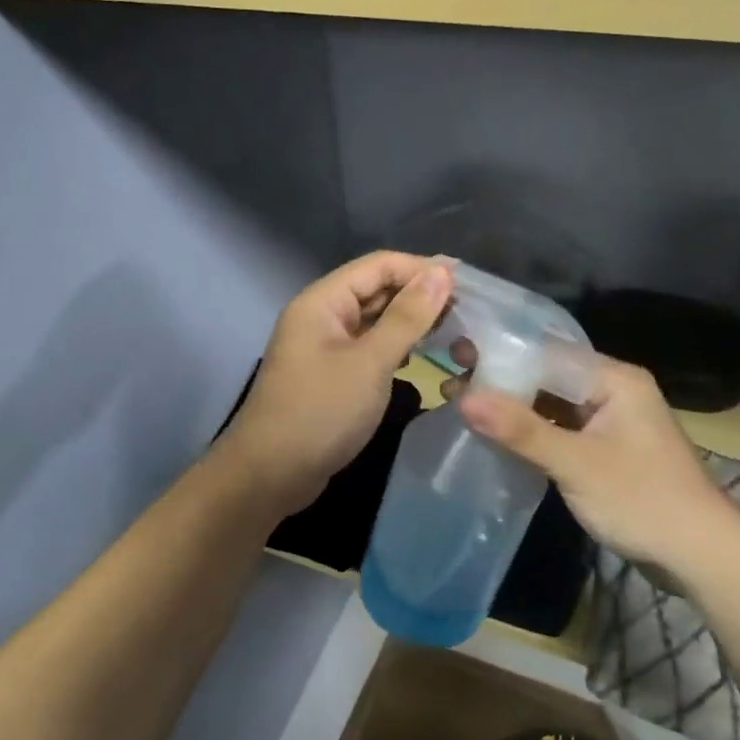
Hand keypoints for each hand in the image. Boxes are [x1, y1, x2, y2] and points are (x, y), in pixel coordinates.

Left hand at [218, 252, 453, 517]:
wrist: (272, 473)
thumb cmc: (321, 411)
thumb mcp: (370, 362)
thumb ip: (407, 317)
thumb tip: (442, 273)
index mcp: (323, 301)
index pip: (379, 265)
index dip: (422, 269)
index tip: (467, 284)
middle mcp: (321, 316)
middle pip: (376, 291)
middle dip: (419, 296)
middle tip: (468, 312)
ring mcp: (324, 348)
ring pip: (374, 322)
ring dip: (411, 324)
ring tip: (455, 332)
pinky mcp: (331, 376)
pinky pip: (368, 350)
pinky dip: (396, 349)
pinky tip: (423, 358)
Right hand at [455, 355, 734, 568]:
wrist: (701, 554)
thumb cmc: (642, 500)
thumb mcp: (576, 464)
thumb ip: (520, 429)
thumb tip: (463, 397)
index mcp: (613, 379)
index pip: (546, 352)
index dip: (499, 352)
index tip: (455, 353)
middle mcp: (613, 390)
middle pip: (547, 375)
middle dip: (501, 379)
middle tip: (450, 380)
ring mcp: (610, 420)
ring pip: (551, 402)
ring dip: (512, 406)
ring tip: (462, 405)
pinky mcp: (606, 448)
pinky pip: (560, 427)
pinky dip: (530, 430)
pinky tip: (496, 435)